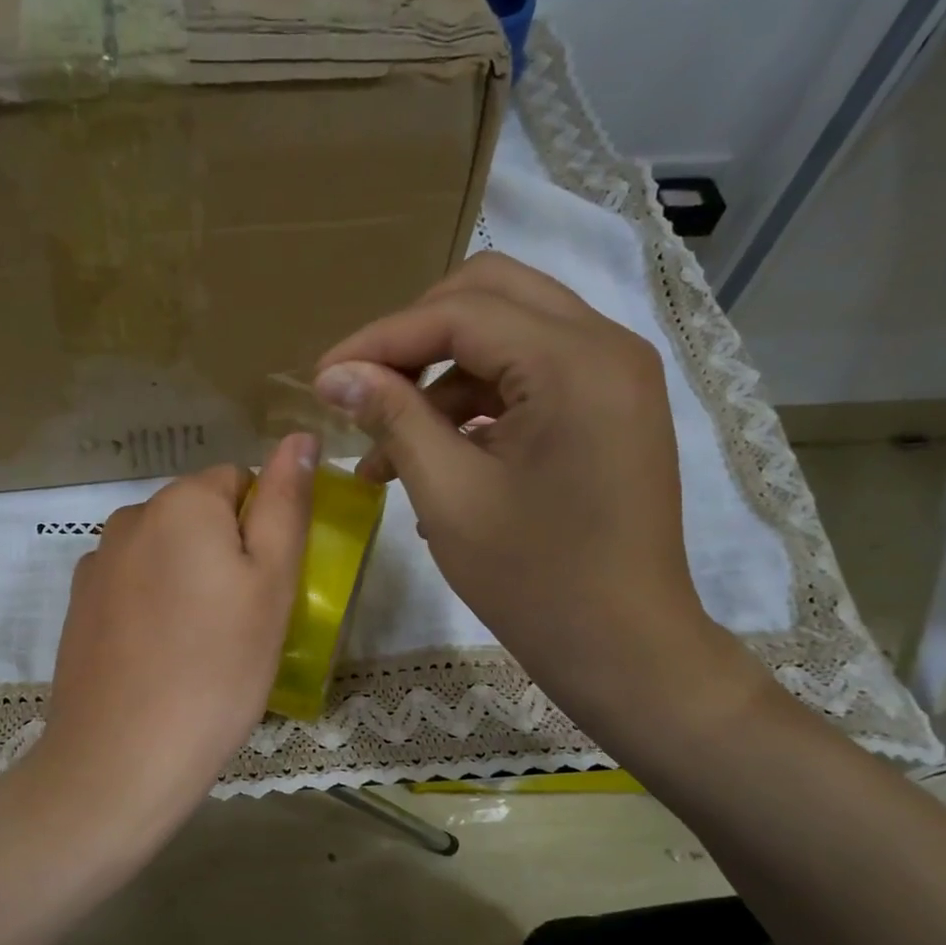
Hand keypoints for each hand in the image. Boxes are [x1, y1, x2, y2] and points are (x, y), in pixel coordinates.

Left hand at [32, 434, 318, 826]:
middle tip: (240, 623)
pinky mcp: (78, 605)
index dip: (262, 530)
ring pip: (164, 552)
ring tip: (199, 647)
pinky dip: (152, 606)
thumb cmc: (218, 669)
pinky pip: (132, 585)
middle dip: (224, 553)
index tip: (265, 589)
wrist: (123, 756)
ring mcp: (96, 562)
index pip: (239, 482)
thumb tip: (298, 436)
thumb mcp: (272, 584)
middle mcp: (129, 516)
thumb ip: (285, 504)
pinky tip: (159, 657)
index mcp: (182, 502)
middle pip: (197, 516)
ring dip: (187, 580)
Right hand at [312, 253, 755, 733]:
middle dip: (413, 337)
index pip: (459, 312)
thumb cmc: (534, 580)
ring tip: (385, 448)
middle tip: (362, 388)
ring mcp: (614, 377)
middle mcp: (605, 347)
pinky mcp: (608, 410)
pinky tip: (432, 458)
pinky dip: (475, 404)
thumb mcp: (449, 495)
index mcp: (574, 362)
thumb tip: (335, 374)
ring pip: (508, 335)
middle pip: (489, 296)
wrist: (623, 648)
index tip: (322, 379)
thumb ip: (393, 418)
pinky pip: (530, 377)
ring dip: (440, 377)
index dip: (379, 339)